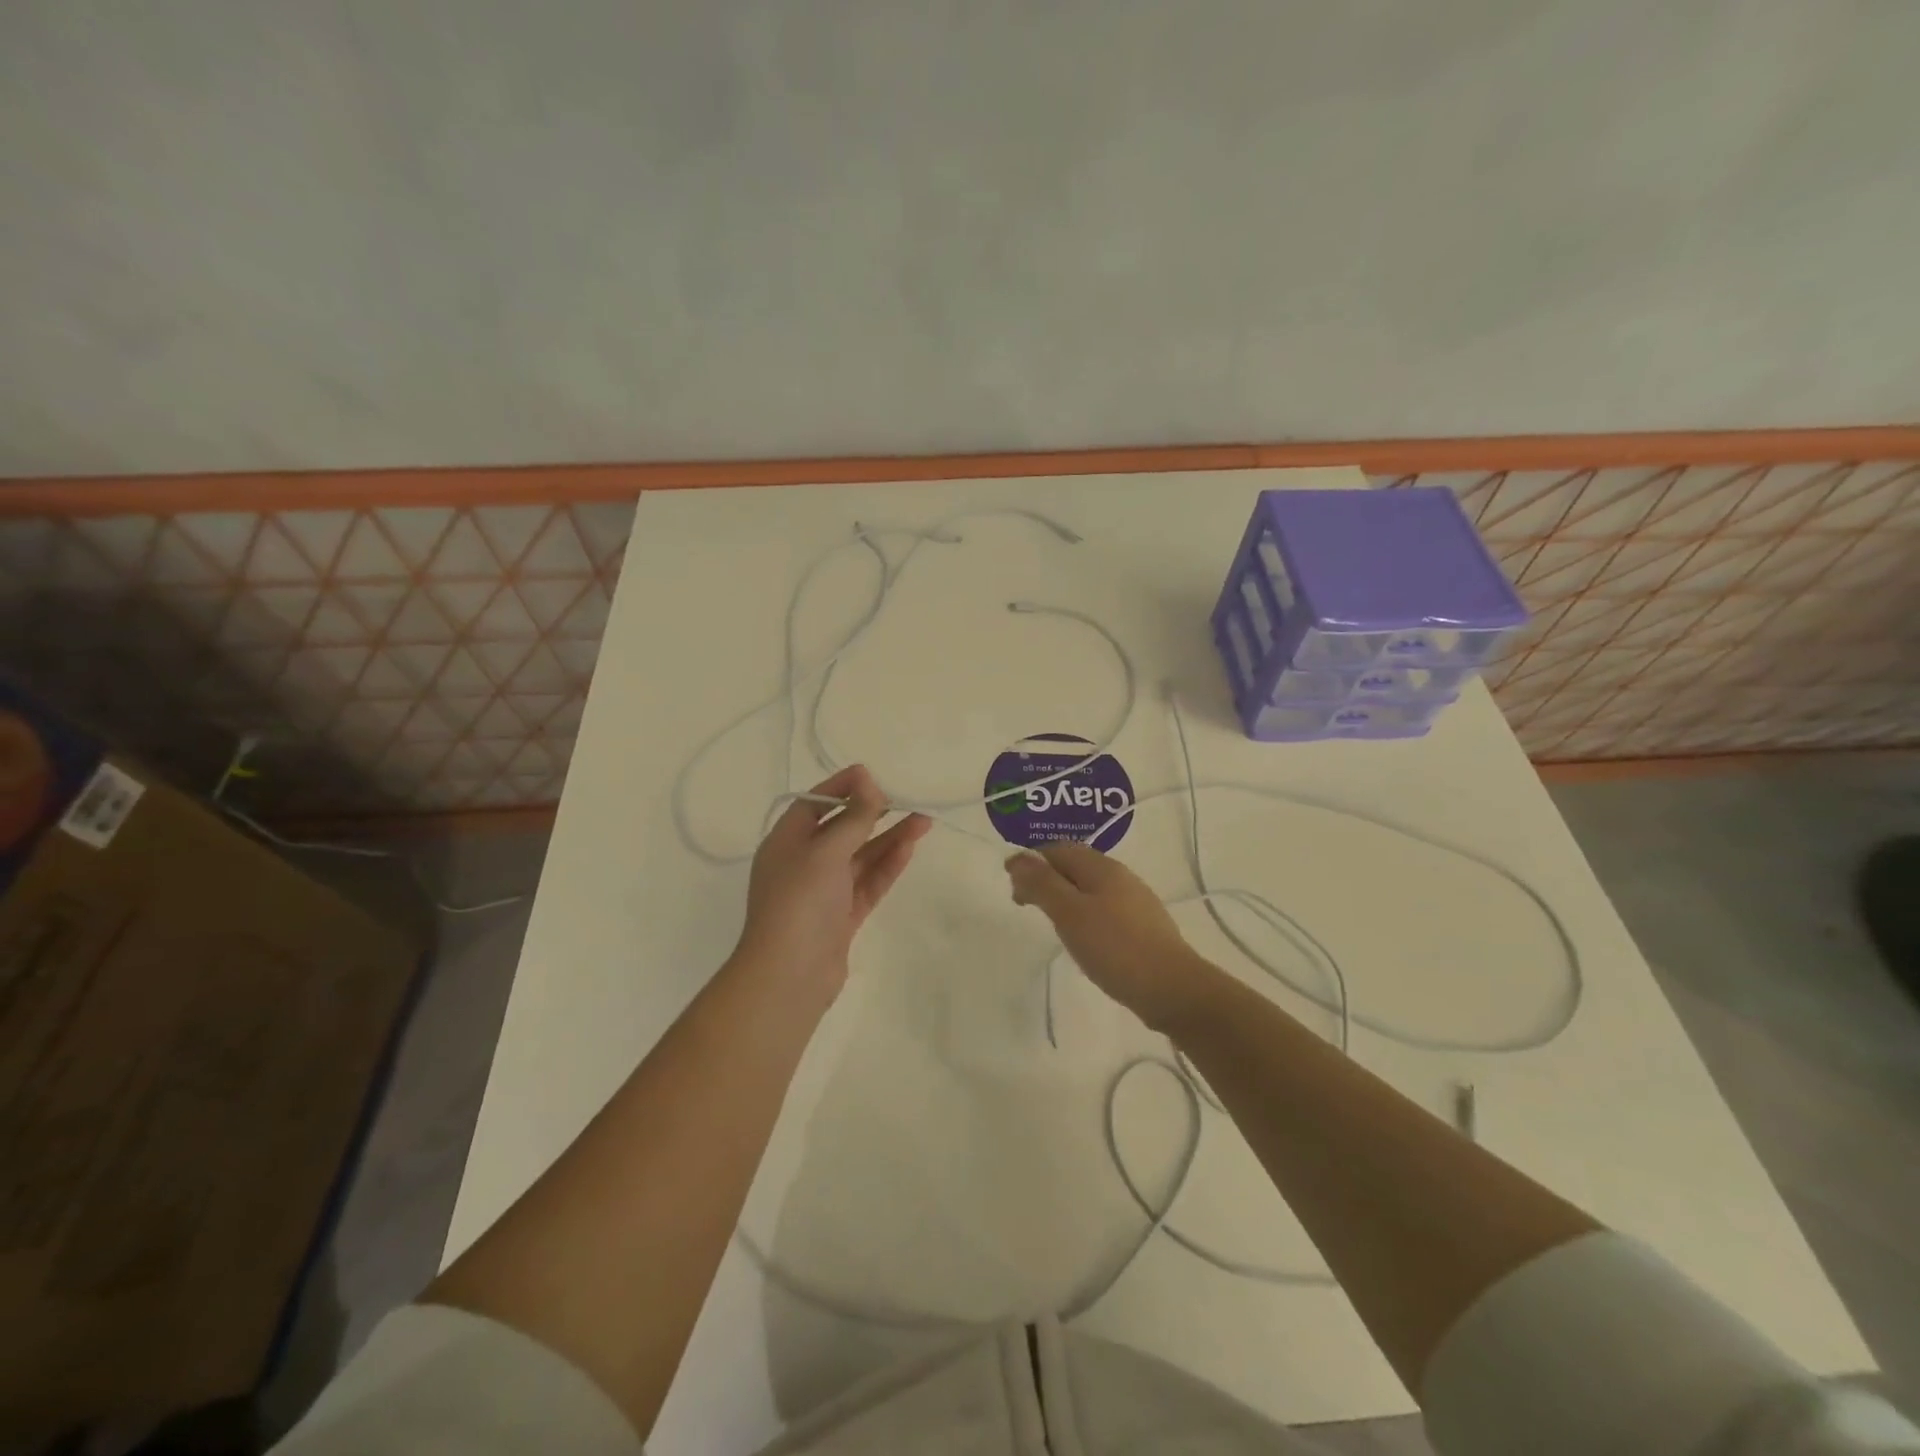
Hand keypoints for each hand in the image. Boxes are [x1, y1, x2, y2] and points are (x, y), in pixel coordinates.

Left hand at [734, 765, 931, 1004]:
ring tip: (923, 820)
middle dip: (872, 813)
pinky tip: (910, 848)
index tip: (871, 774)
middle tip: (904, 797)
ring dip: (889, 838)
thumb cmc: (800, 902)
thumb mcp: (826, 852)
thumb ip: (853, 818)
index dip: (841, 787)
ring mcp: (824, 891)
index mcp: (786, 842)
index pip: (814, 804)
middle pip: (841, 829)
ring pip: (860, 857)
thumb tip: (868, 780)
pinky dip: (888, 865)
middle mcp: (803, 863)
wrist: (789, 976)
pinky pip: (868, 882)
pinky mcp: (842, 916)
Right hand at [1005, 843, 1217, 1032]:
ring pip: (1091, 887)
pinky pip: (1105, 907)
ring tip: (1051, 920)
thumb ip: (1042, 884)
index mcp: (1101, 867)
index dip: (1031, 861)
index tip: (1012, 886)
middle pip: (1076, 865)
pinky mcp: (1143, 926)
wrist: (1172, 988)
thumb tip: (1017, 858)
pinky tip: (1083, 937)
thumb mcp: (1069, 913)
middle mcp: (1120, 876)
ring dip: (1065, 895)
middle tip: (1025, 903)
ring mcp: (1136, 901)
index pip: (1059, 849)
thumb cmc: (1114, 947)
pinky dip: (1084, 913)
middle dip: (1047, 877)